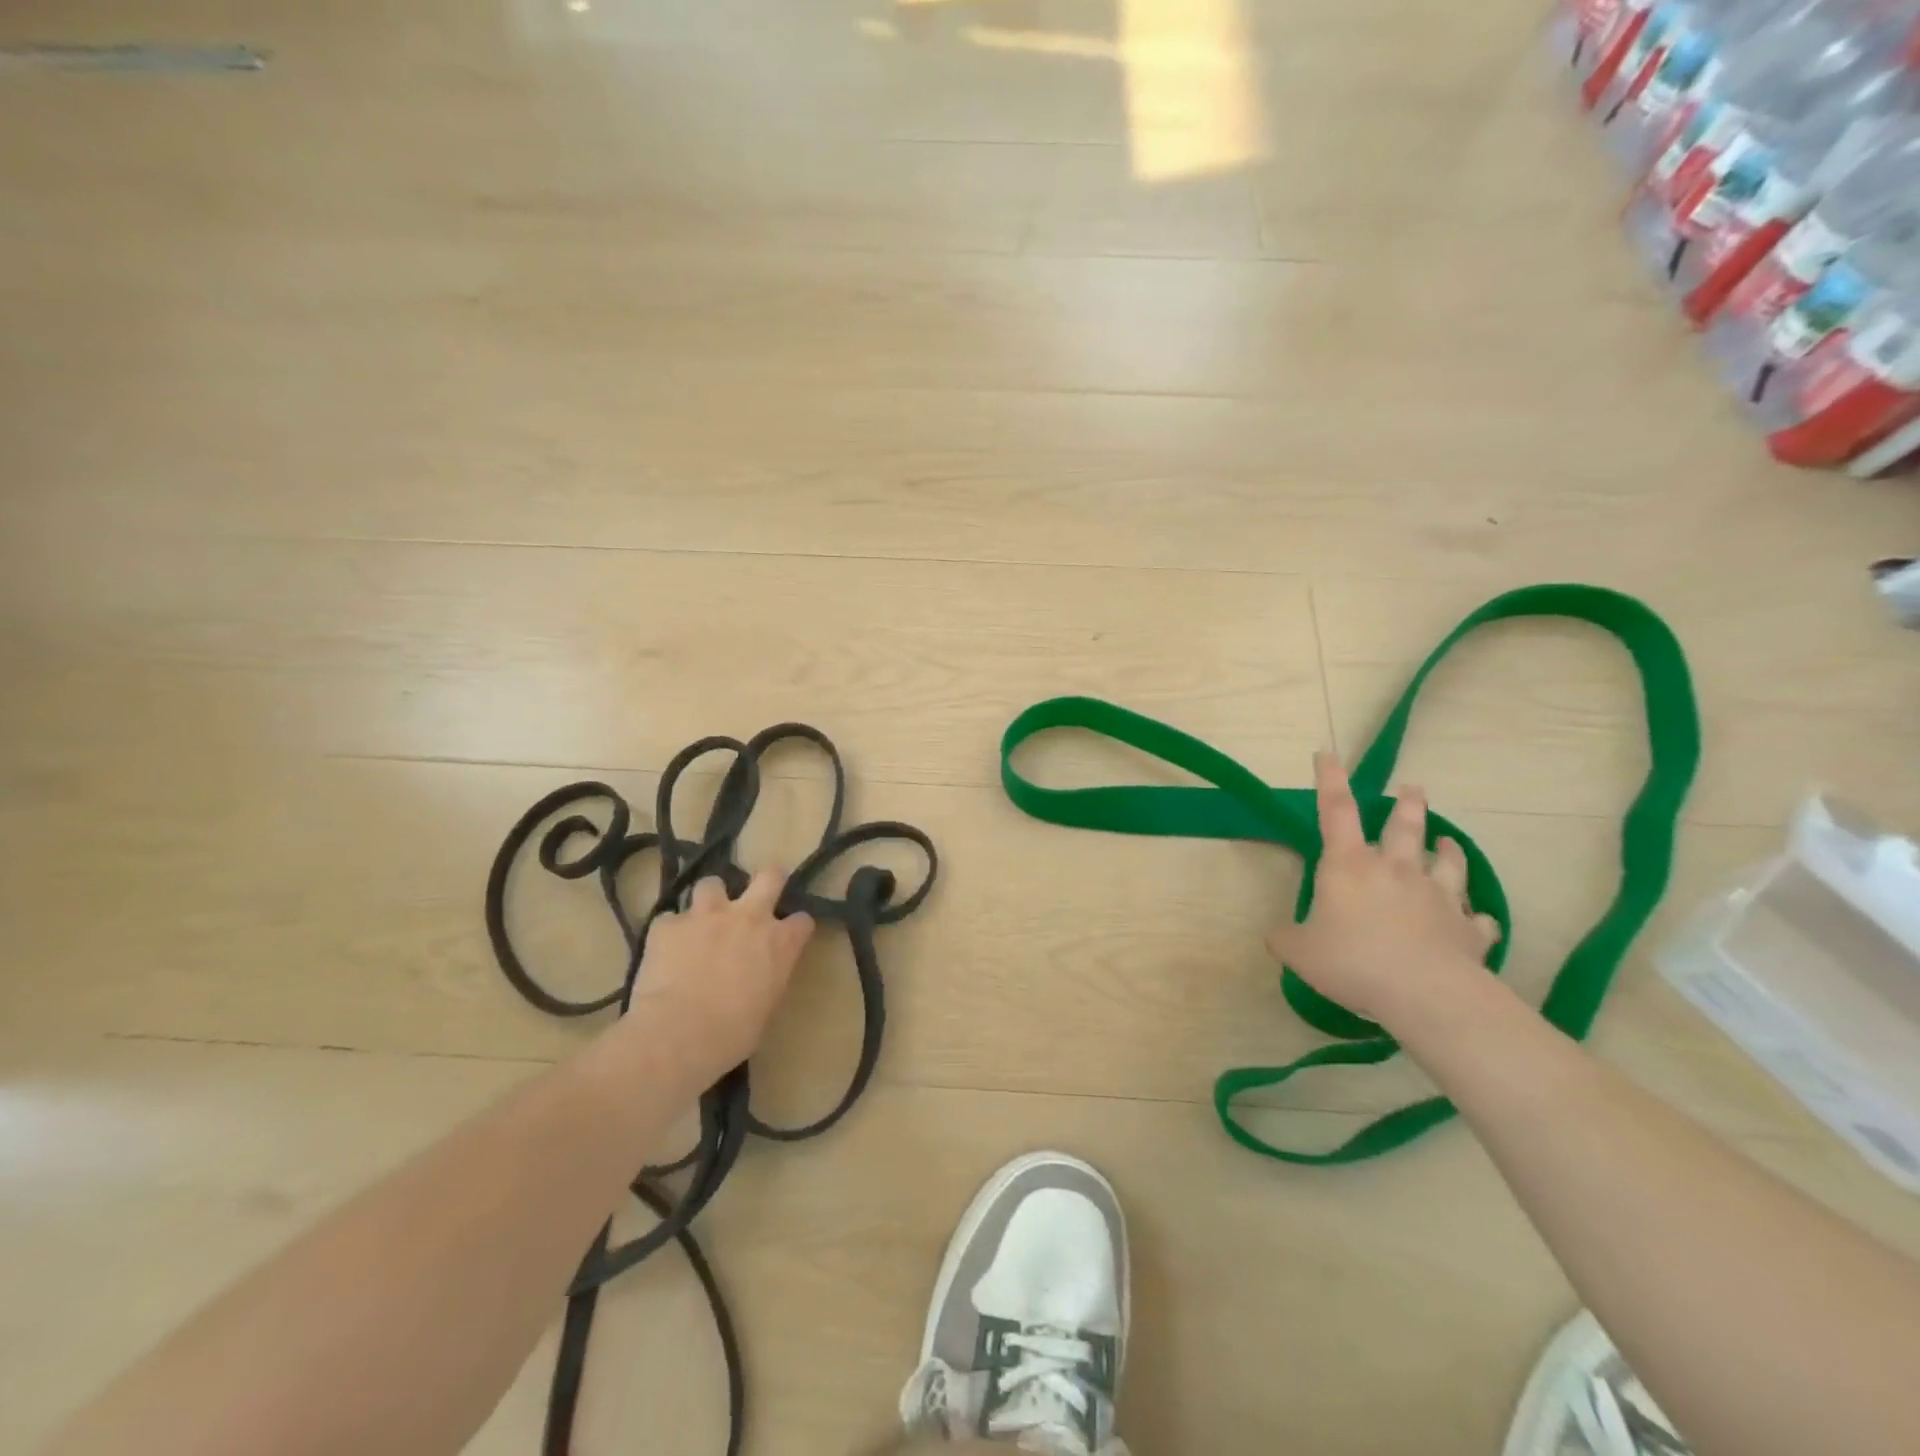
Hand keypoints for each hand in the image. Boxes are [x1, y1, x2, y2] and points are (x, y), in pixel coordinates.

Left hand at [625, 869, 815, 1080]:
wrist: (677, 1034)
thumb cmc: (731, 1035)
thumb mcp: (765, 1009)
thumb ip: (766, 980)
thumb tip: (757, 979)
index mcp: (780, 943)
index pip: (802, 921)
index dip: (795, 927)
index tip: (789, 936)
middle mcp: (749, 917)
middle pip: (769, 876)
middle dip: (768, 880)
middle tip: (758, 894)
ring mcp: (707, 915)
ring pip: (712, 884)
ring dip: (709, 900)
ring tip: (701, 920)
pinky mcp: (668, 924)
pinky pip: (670, 919)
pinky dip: (670, 932)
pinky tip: (665, 950)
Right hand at [1267, 752, 1499, 1028]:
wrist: (1424, 993)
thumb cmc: (1351, 960)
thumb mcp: (1298, 951)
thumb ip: (1285, 938)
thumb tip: (1277, 936)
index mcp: (1349, 865)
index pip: (1336, 811)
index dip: (1330, 780)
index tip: (1327, 754)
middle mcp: (1396, 869)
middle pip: (1405, 826)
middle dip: (1408, 804)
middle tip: (1414, 788)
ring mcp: (1437, 896)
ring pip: (1448, 862)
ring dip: (1448, 849)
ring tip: (1449, 842)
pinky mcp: (1467, 929)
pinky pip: (1476, 919)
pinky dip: (1475, 917)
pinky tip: (1477, 920)